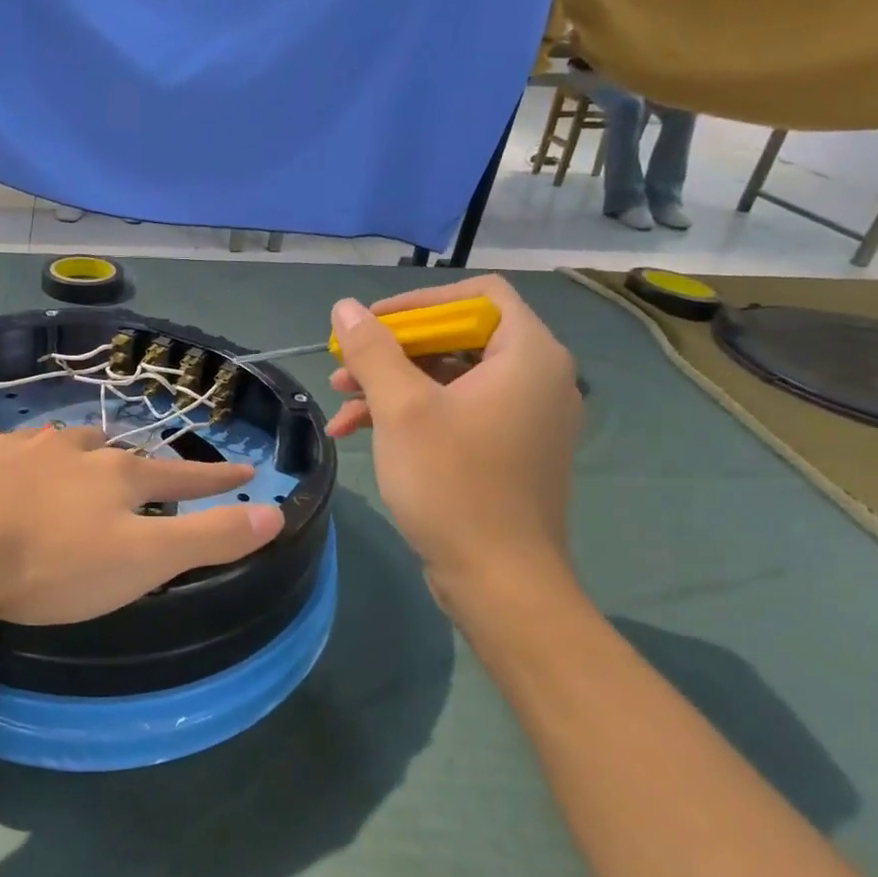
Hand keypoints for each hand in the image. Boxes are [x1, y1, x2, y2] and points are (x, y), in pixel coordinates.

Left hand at [0, 425, 283, 634]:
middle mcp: (69, 450)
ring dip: (73, 451)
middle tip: (141, 473)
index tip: (246, 471)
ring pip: (56, 442)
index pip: (181, 477)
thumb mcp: (142, 561)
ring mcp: (14, 449)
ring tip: (75, 460)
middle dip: (135, 463)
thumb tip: (275, 513)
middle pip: (115, 451)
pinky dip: (8, 453)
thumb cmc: (50, 563)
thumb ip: (208, 538)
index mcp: (115, 476)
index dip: (216, 479)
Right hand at [326, 275, 581, 605]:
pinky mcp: (509, 450)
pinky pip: (458, 411)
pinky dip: (412, 414)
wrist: (499, 580)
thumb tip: (345, 307)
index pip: (480, 295)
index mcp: (528, 355)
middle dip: (393, 350)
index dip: (420, 301)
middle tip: (345, 366)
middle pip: (459, 337)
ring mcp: (525, 417)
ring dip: (392, 384)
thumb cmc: (453, 483)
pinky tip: (359, 432)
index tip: (371, 324)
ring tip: (340, 402)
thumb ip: (373, 351)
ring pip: (451, 378)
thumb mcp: (402, 409)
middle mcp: (537, 378)